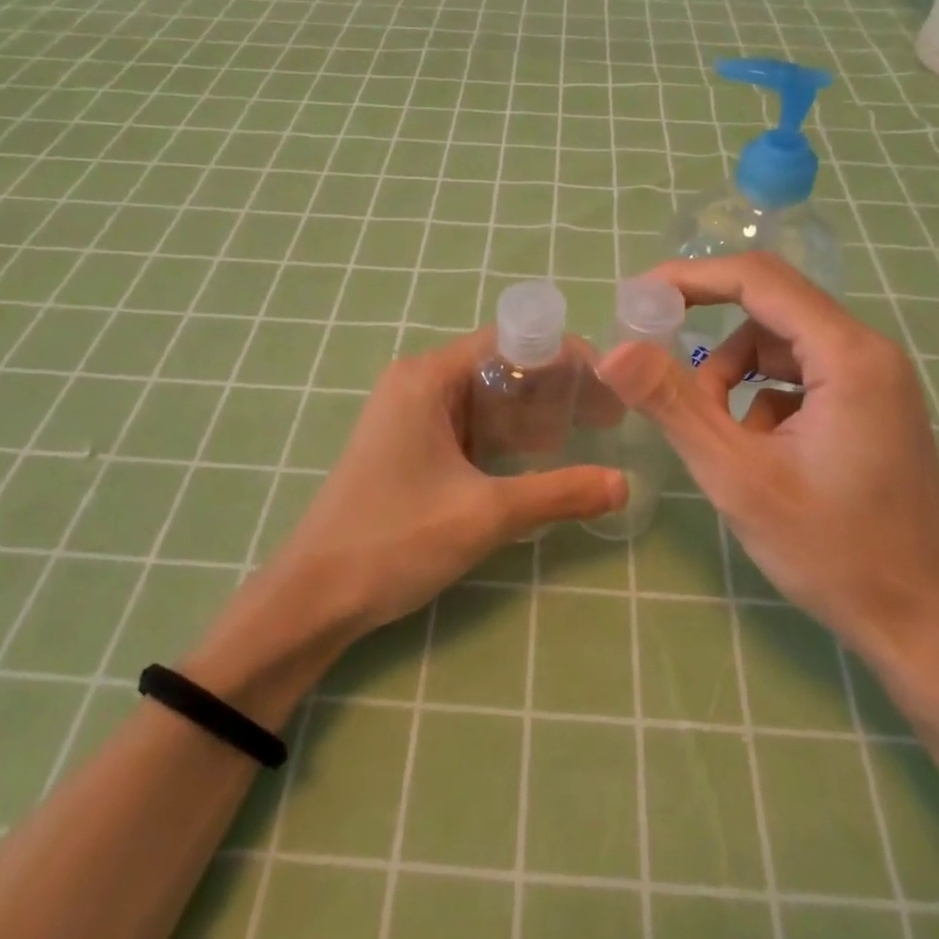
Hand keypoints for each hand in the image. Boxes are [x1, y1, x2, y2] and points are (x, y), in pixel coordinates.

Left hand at [268, 328, 624, 637]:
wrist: (314, 597)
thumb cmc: (395, 540)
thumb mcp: (486, 514)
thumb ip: (559, 493)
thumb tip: (625, 484)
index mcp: (427, 377)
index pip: (509, 341)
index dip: (563, 357)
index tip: (608, 384)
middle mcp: (416, 382)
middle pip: (498, 366)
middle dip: (553, 388)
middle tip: (607, 416)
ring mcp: (407, 414)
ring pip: (483, 398)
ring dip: (530, 413)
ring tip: (585, 433)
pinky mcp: (406, 444)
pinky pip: (465, 424)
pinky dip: (502, 435)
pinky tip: (536, 458)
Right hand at [595, 254, 938, 674]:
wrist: (921, 625)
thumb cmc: (832, 551)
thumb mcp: (737, 477)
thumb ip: (673, 406)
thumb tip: (612, 353)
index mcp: (847, 356)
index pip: (758, 280)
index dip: (691, 279)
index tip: (637, 298)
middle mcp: (868, 352)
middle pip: (769, 308)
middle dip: (708, 333)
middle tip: (658, 364)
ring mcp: (874, 380)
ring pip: (779, 346)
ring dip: (733, 377)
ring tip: (718, 435)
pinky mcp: (869, 407)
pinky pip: (798, 377)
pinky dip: (761, 399)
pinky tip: (757, 450)